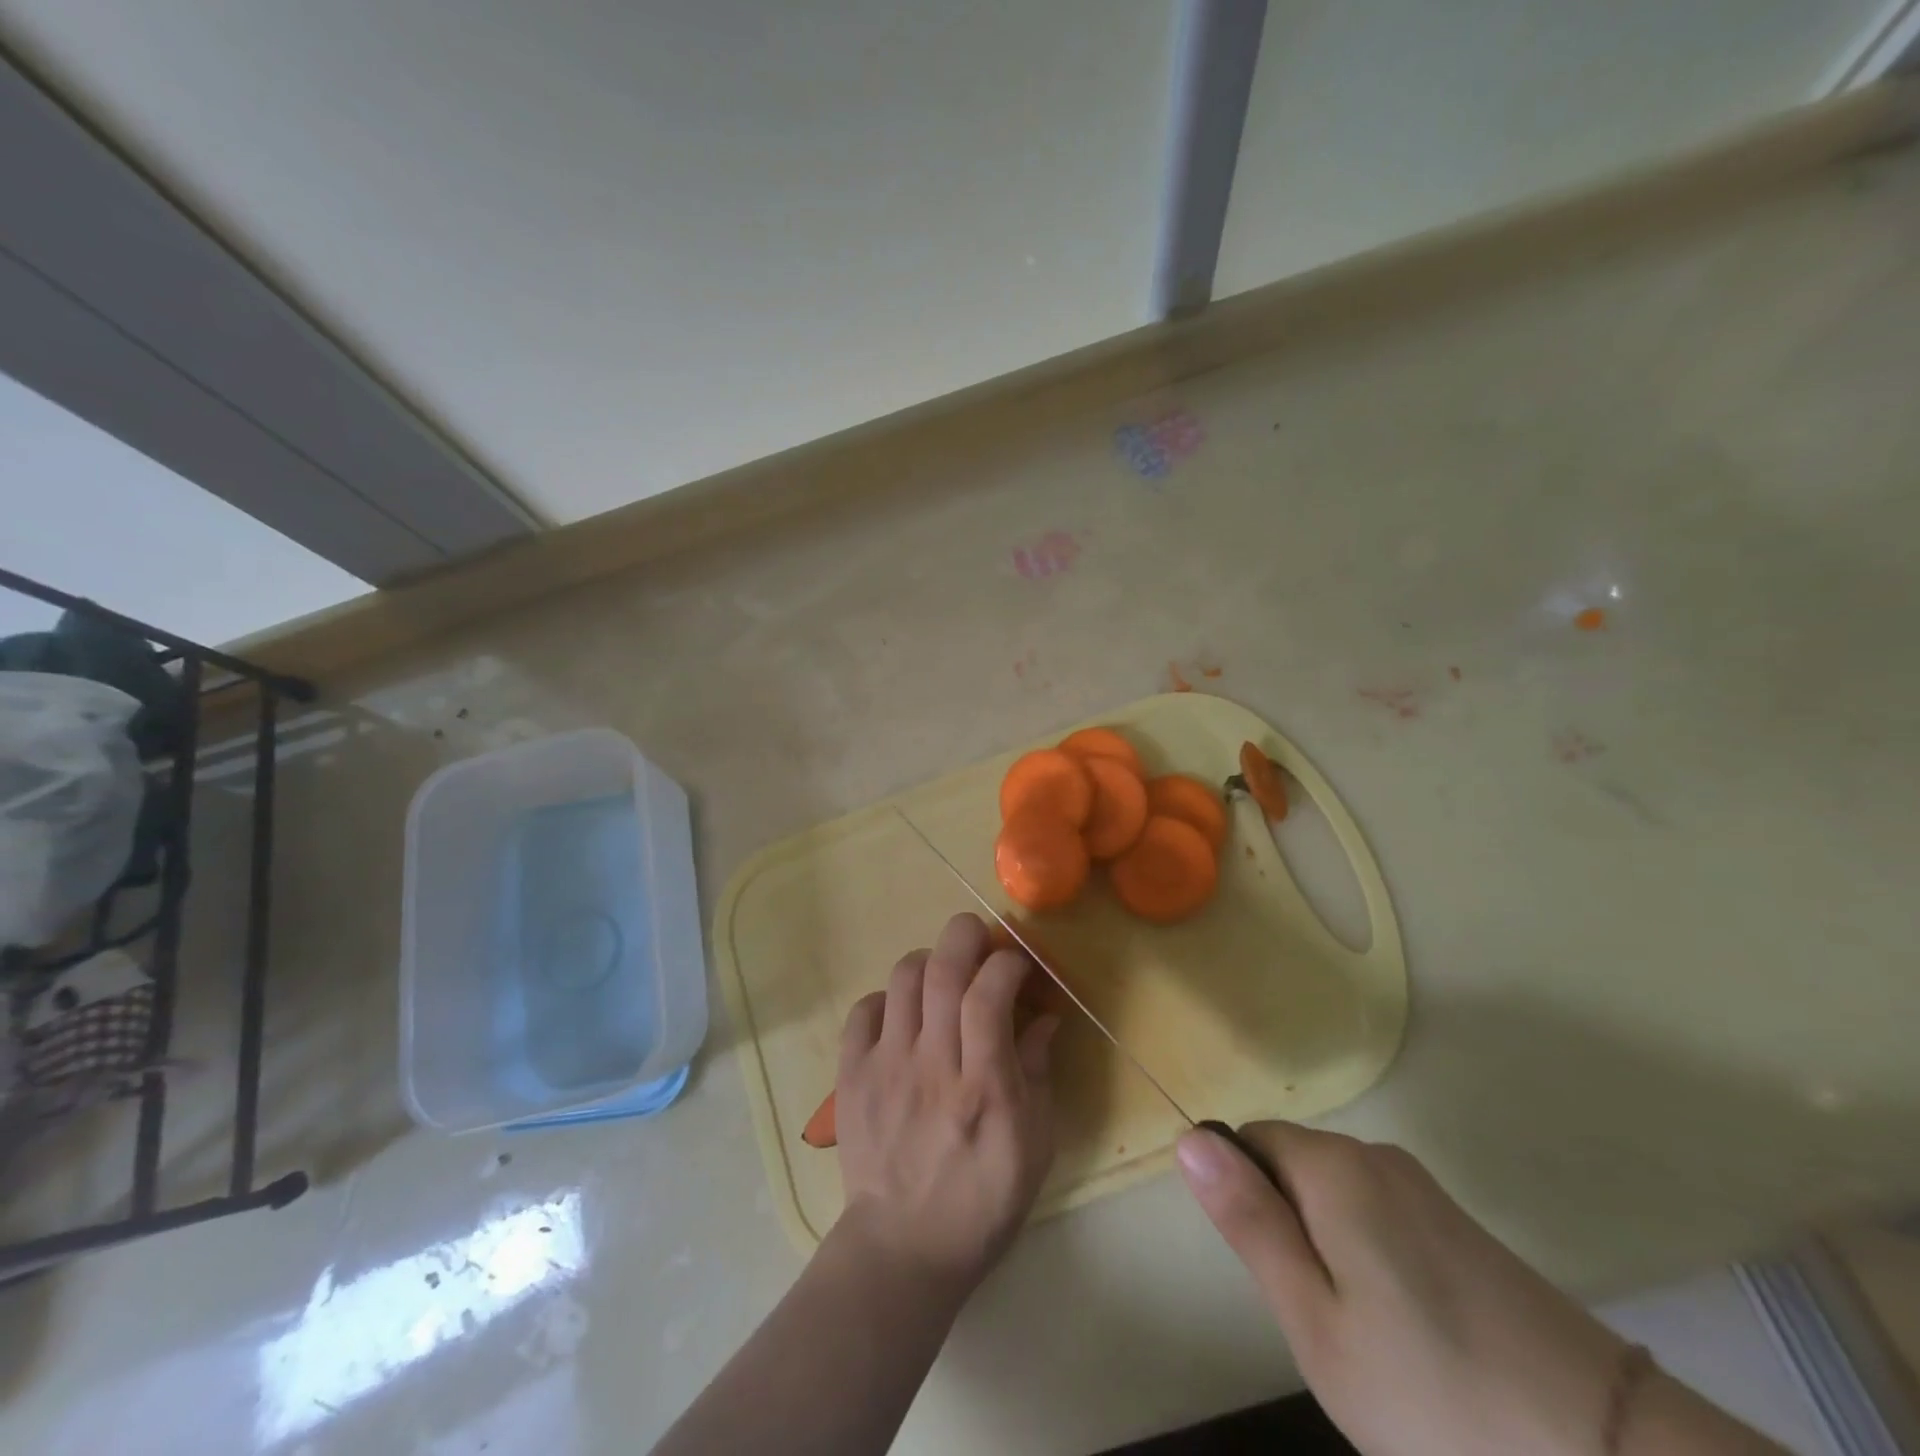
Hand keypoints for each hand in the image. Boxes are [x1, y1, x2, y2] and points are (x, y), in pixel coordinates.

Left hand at [834, 912, 1059, 1291]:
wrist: (904, 1248)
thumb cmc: (983, 1200)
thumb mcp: (1035, 1145)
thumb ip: (1039, 1073)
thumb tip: (1044, 1017)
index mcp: (983, 1086)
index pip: (989, 994)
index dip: (1006, 963)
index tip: (1018, 965)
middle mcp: (932, 1065)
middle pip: (942, 970)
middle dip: (964, 935)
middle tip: (979, 937)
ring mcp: (886, 1067)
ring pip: (902, 979)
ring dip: (928, 962)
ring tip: (943, 978)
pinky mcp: (852, 1076)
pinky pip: (863, 1010)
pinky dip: (887, 998)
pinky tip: (903, 1015)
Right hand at [1177, 1122, 1627, 1455]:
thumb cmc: (1432, 1392)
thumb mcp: (1314, 1319)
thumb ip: (1248, 1220)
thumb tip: (1189, 1137)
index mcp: (1333, 1166)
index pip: (1248, 1140)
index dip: (1242, 1198)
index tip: (1271, 1273)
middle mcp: (1376, 1155)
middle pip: (1292, 1164)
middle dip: (1285, 1225)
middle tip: (1317, 1317)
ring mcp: (1424, 1188)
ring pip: (1335, 1195)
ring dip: (1327, 1246)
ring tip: (1364, 1335)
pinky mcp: (1461, 1225)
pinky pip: (1380, 1216)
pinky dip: (1370, 1259)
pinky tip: (1409, 1333)